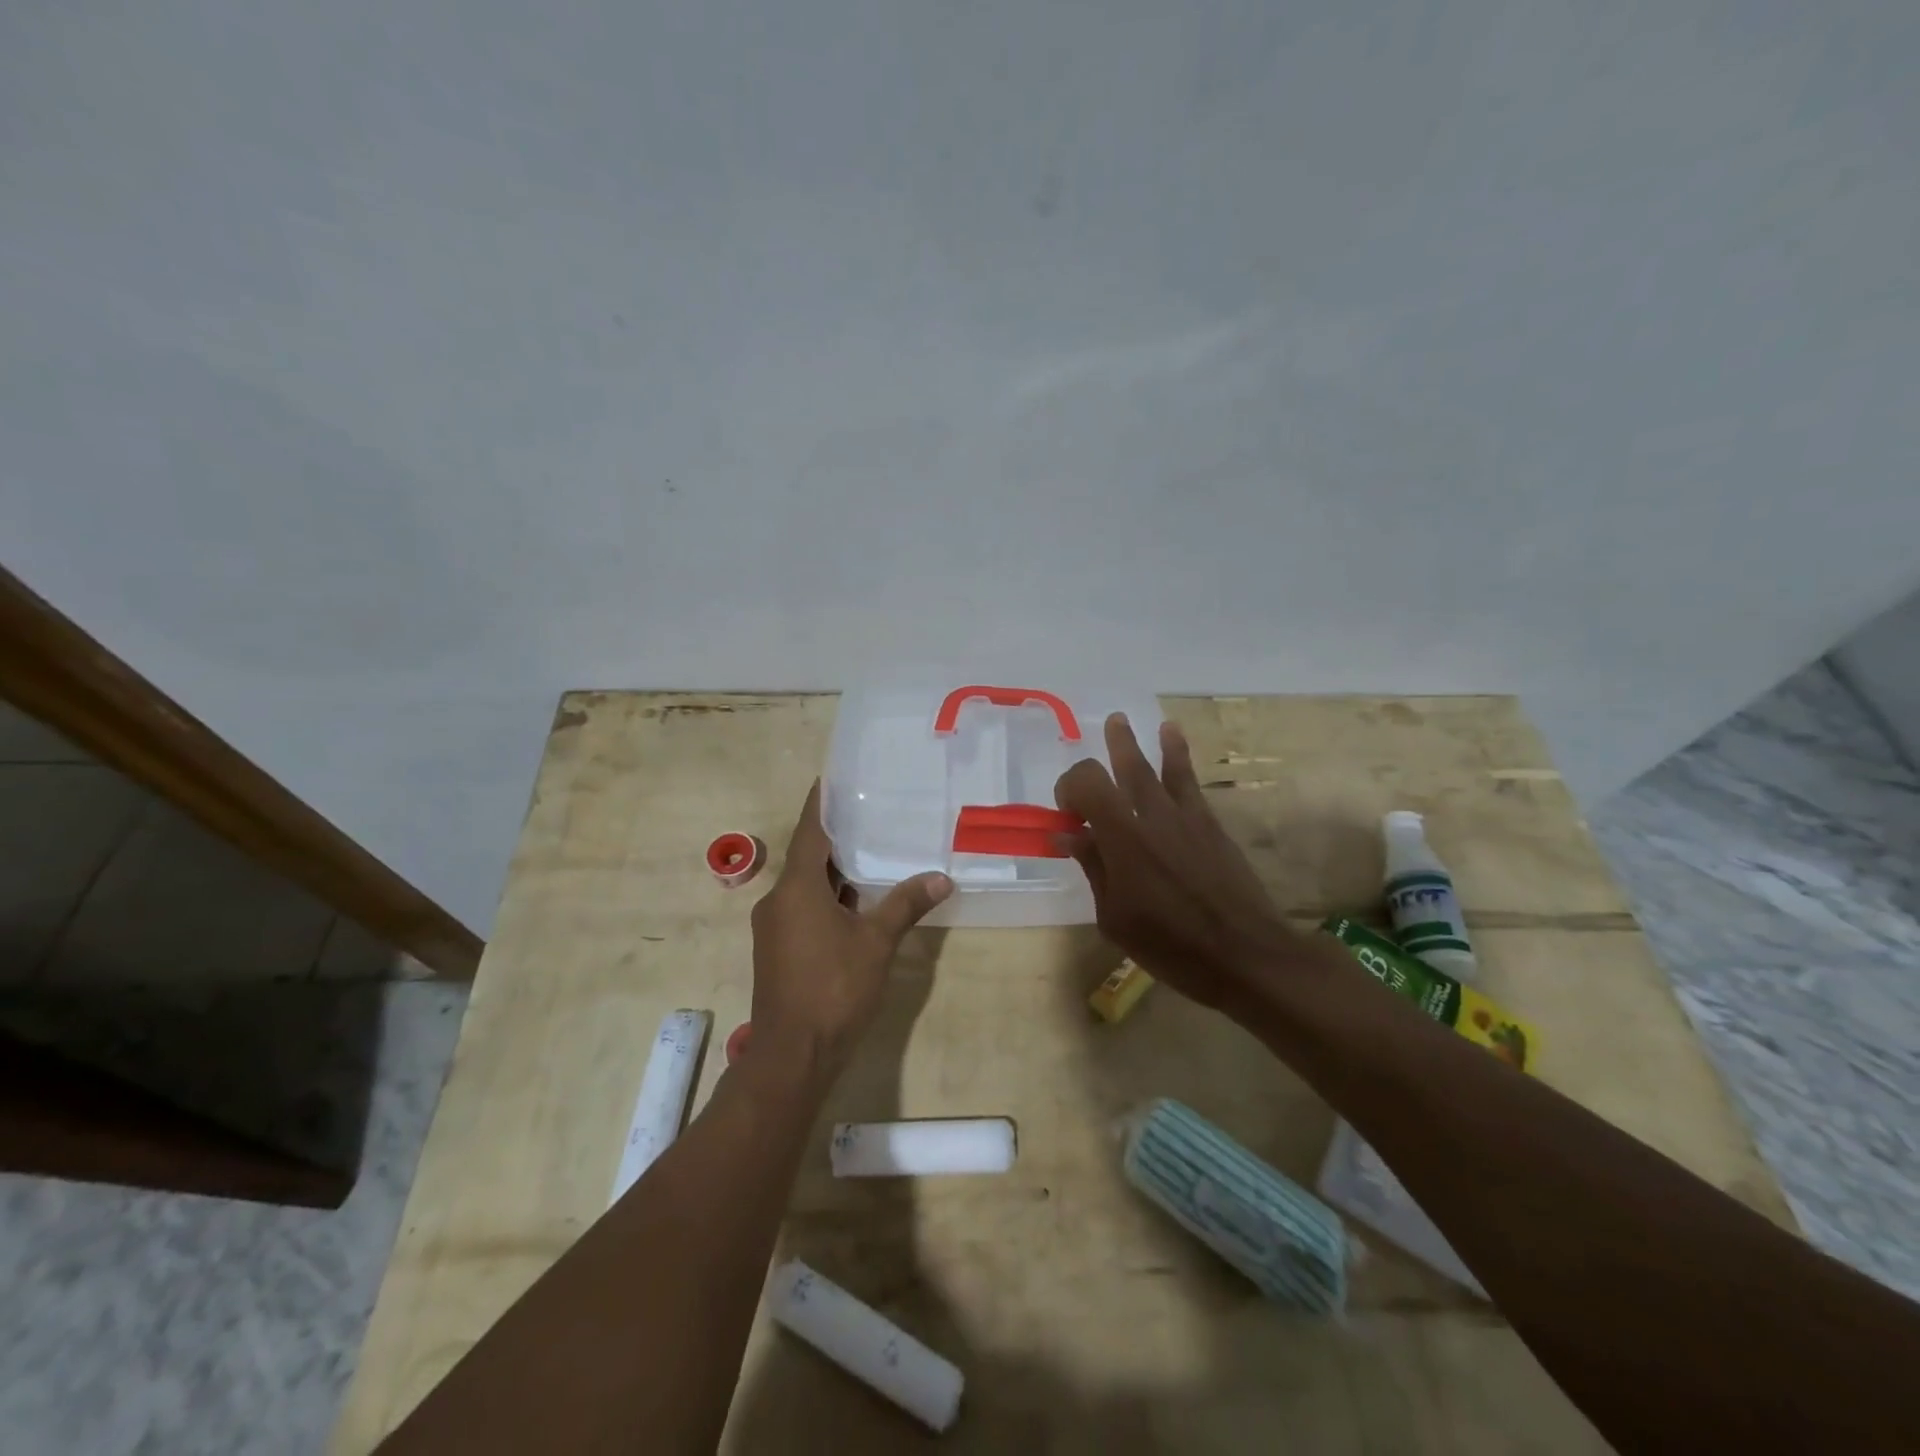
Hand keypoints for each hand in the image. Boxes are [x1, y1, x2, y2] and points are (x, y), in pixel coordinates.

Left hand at [747, 782, 952, 1077]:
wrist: (792, 1055)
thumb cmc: (833, 989)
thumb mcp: (876, 942)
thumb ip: (905, 905)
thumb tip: (941, 878)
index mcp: (797, 888)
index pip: (809, 830)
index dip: (820, 802)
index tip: (833, 777)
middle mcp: (778, 900)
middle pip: (807, 856)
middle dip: (836, 836)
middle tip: (870, 813)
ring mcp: (774, 926)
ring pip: (806, 885)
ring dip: (834, 871)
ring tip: (871, 851)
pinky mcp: (777, 949)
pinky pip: (803, 907)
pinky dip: (827, 897)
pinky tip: (856, 900)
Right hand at [1055, 714, 1296, 1010]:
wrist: (1244, 954)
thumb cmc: (1170, 945)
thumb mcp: (1115, 918)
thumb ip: (1093, 868)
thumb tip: (1068, 833)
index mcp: (1121, 839)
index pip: (1087, 784)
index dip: (1069, 787)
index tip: (1067, 814)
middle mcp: (1152, 816)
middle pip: (1123, 768)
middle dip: (1108, 750)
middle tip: (1102, 738)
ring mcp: (1185, 818)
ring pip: (1159, 768)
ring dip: (1141, 743)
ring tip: (1126, 721)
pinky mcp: (1210, 825)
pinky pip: (1190, 782)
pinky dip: (1178, 756)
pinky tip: (1172, 737)